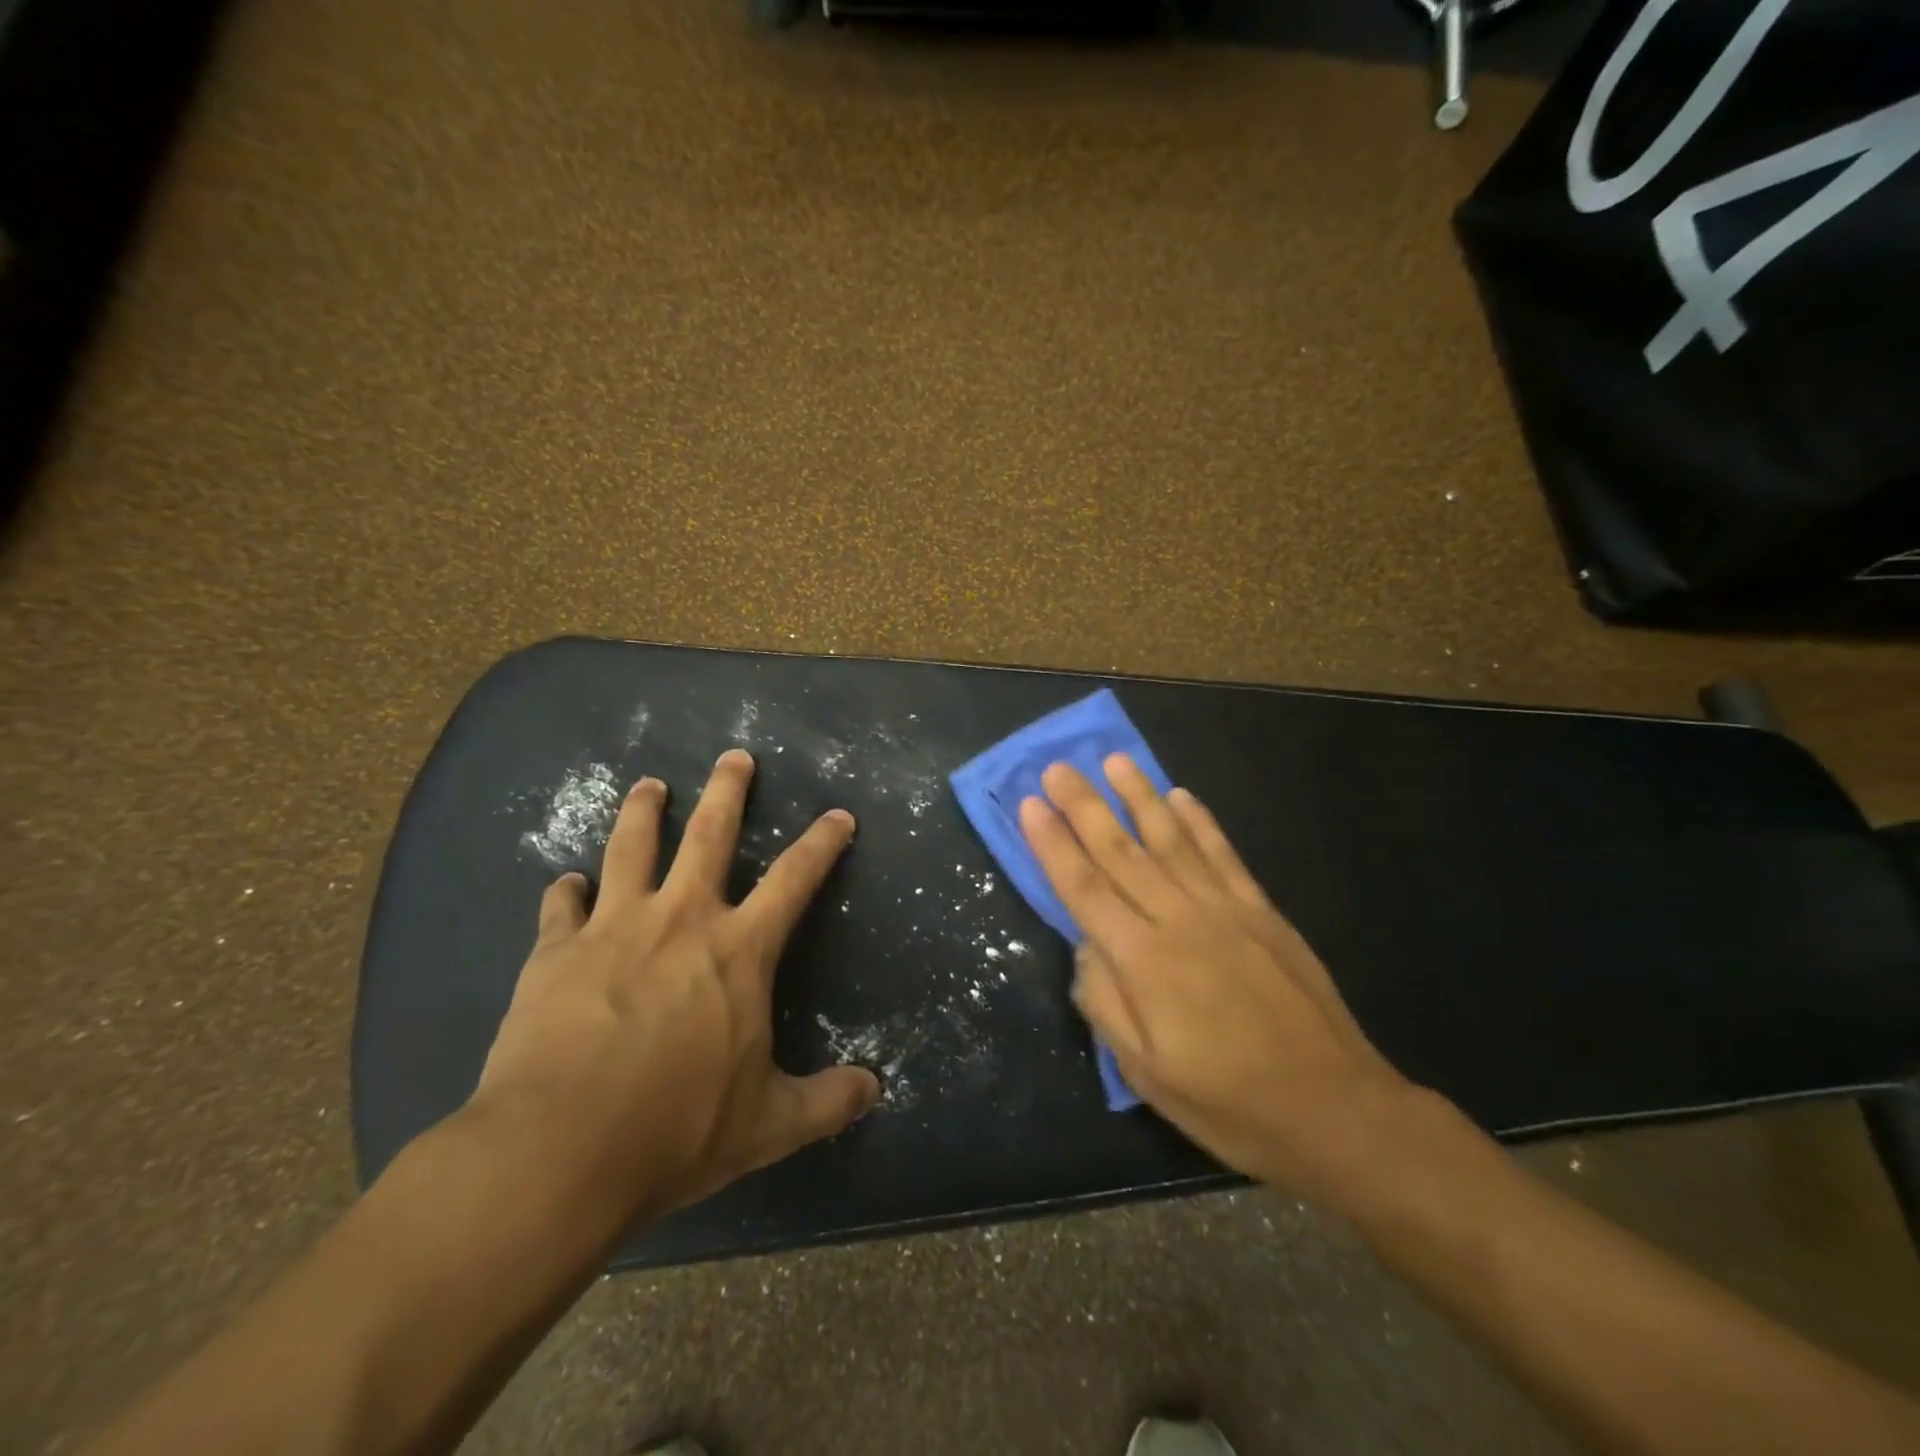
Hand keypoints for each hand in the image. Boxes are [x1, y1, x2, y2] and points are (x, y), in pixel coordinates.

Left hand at [470, 749, 878, 1225]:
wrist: (557, 1153)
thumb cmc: (676, 1130)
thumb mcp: (768, 1125)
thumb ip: (827, 1102)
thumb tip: (875, 1090)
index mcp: (739, 950)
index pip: (796, 878)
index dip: (822, 842)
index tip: (838, 815)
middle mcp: (681, 919)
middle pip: (709, 833)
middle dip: (727, 790)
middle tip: (735, 756)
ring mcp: (613, 928)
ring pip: (631, 847)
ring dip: (642, 811)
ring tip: (648, 785)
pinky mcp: (555, 952)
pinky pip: (560, 906)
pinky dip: (566, 891)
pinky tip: (566, 883)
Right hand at [1019, 756, 1417, 1200]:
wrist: (1335, 1109)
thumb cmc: (1229, 1102)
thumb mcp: (1147, 1073)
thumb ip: (1106, 1003)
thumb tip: (1084, 948)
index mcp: (1145, 962)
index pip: (1085, 888)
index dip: (1053, 844)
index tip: (1029, 804)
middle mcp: (1180, 920)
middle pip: (1121, 852)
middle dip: (1084, 806)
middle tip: (1056, 768)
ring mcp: (1226, 910)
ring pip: (1171, 840)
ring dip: (1138, 796)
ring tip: (1113, 761)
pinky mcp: (1262, 912)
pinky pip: (1223, 855)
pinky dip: (1200, 822)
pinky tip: (1181, 795)